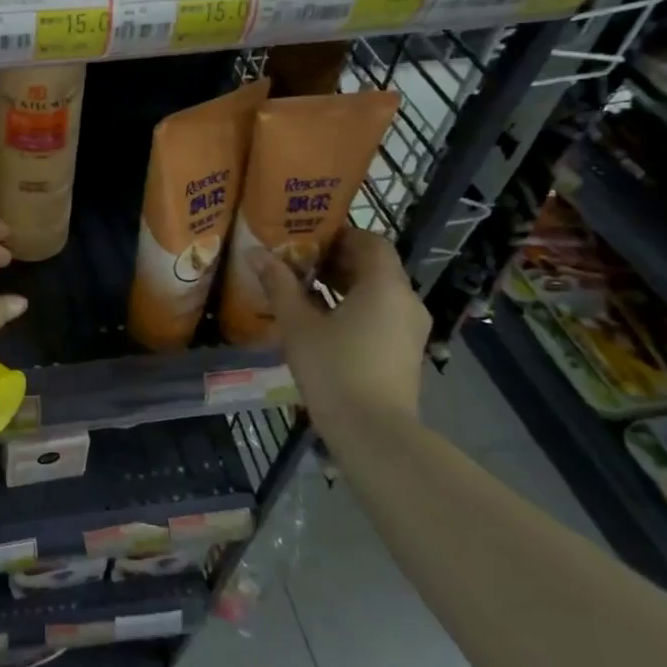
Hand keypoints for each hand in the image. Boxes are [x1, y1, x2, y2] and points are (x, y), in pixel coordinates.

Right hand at [249, 228, 428, 426]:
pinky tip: (323, 322)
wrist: (373, 431)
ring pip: (378, 292)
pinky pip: (382, 315)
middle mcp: (406, 300)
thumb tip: (256, 252)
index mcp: (384, 285)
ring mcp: (411, 328)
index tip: (308, 238)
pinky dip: (356, 308)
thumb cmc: (334, 368)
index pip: (370, 241)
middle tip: (298, 262)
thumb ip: (279, 284)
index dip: (340, 234)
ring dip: (345, 286)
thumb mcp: (298, 324)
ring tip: (305, 291)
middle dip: (337, 260)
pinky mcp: (406, 351)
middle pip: (375, 266)